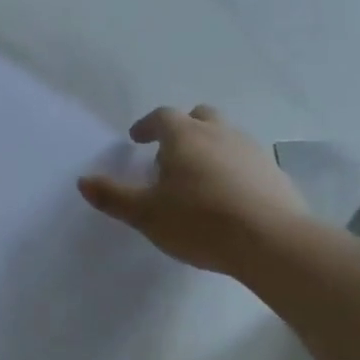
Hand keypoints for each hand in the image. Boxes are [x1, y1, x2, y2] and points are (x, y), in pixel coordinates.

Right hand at [79, 105, 308, 273]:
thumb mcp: (146, 214)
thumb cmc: (199, 221)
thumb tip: (83, 181)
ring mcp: (252, 151)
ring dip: (210, 148)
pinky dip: (234, 169)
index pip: (162, 117)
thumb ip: (113, 197)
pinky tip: (229, 197)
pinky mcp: (275, 174)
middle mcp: (220, 134)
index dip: (147, 126)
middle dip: (183, 128)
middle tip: (170, 152)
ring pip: (227, 137)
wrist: (271, 242)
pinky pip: (247, 161)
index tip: (137, 139)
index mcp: (186, 136)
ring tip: (199, 178)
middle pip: (200, 117)